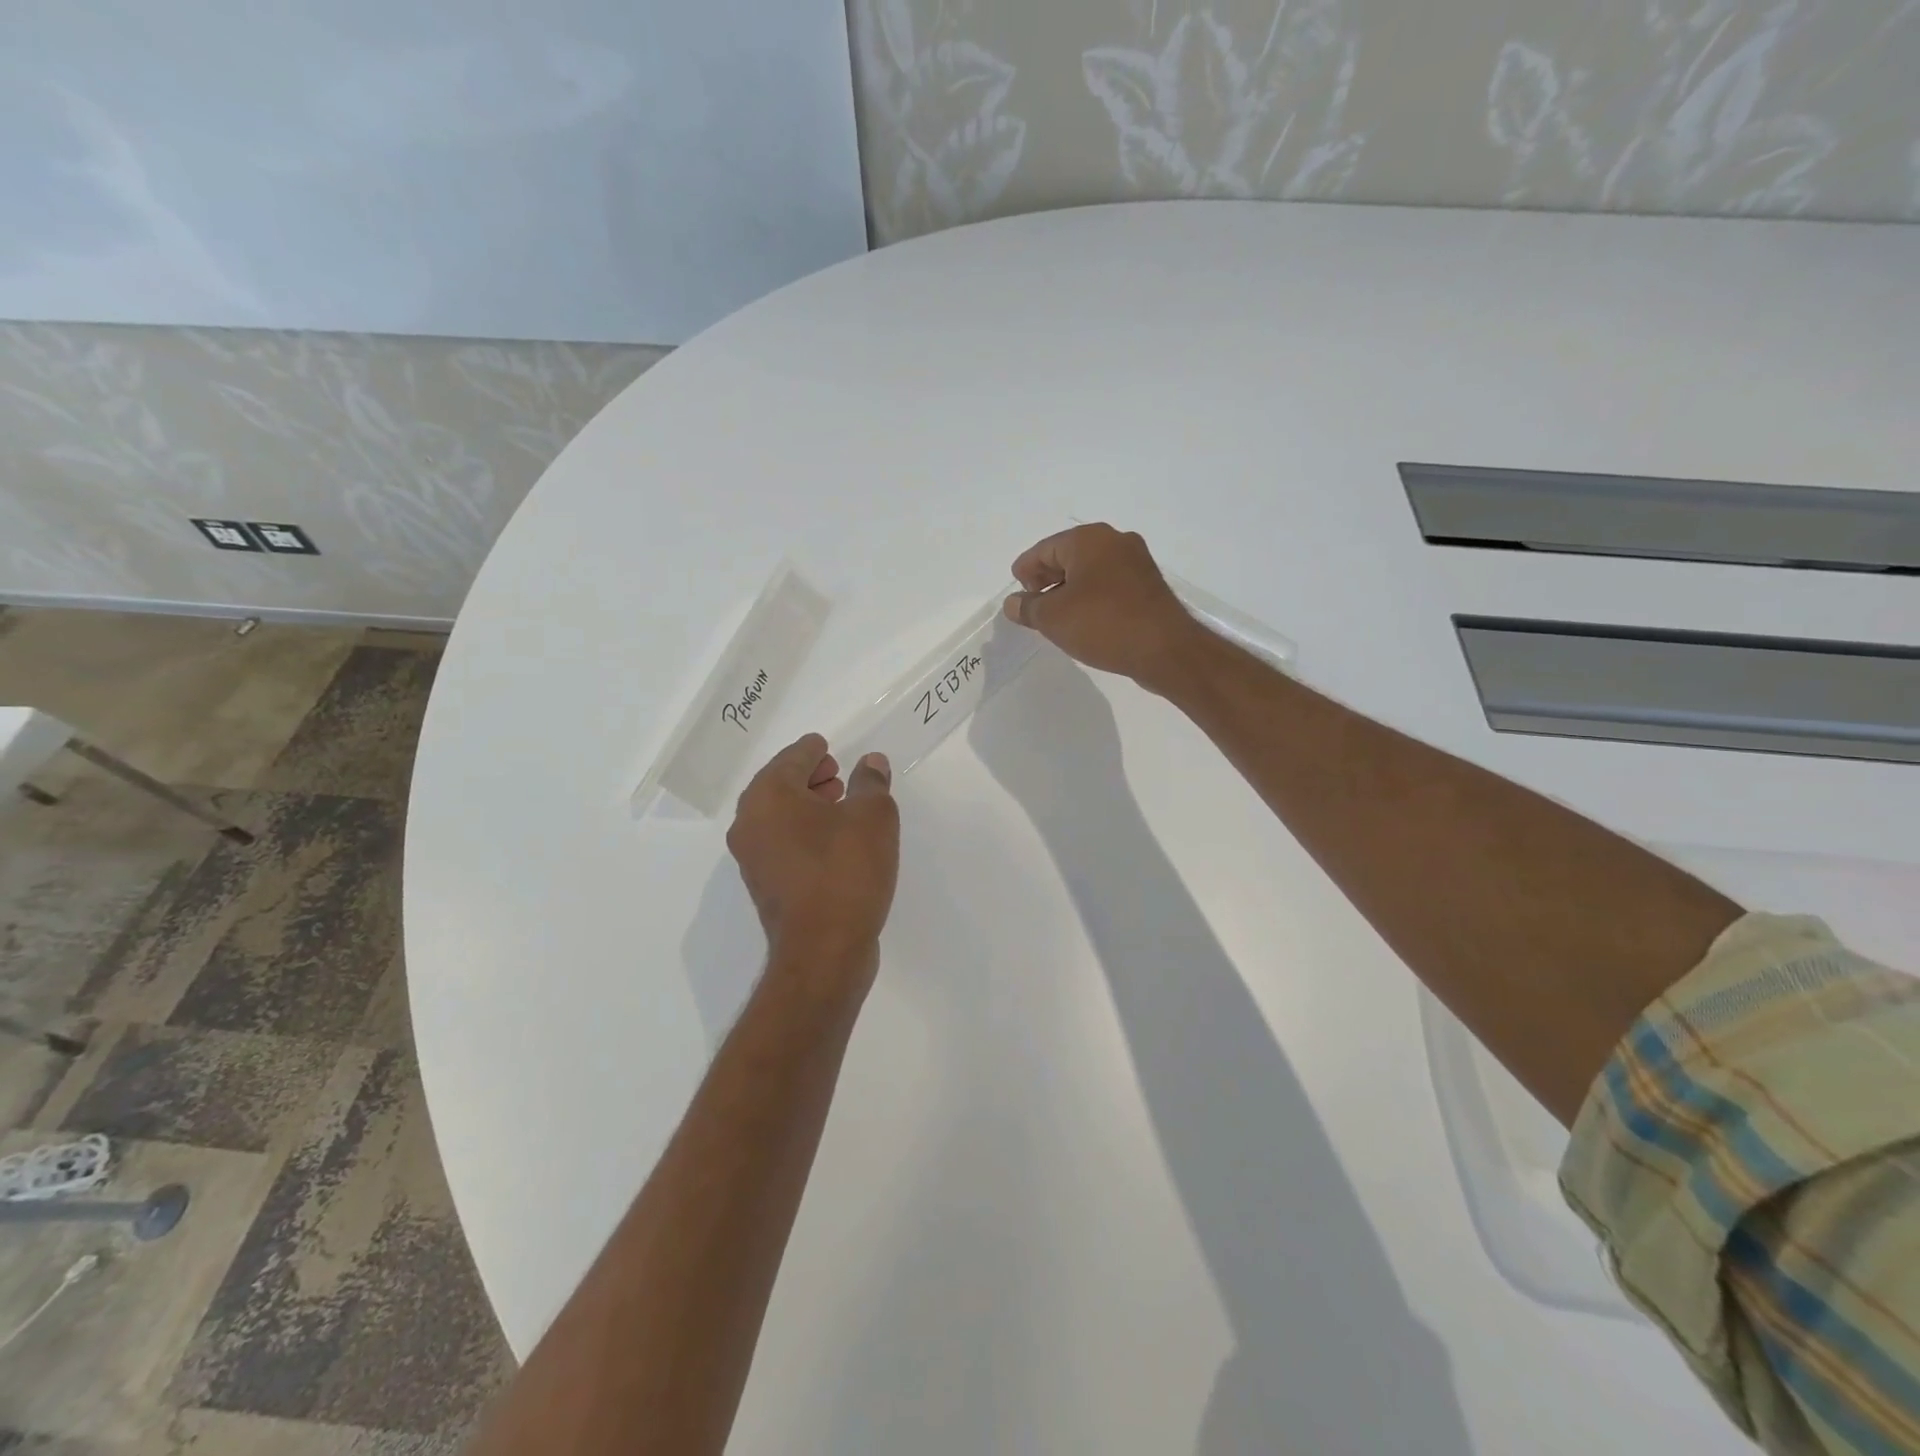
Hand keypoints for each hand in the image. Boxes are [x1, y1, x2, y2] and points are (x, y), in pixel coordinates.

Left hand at [726, 734, 899, 979]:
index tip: (826, 745)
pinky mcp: (766, 886)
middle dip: (809, 776)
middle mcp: (750, 823)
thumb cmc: (845, 871)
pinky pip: (783, 843)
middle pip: (779, 786)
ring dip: (807, 805)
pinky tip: (835, 839)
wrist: (823, 951)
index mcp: (768, 797)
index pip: (791, 758)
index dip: (812, 749)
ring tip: (842, 803)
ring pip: (779, 816)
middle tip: (838, 772)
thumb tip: (871, 763)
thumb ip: (872, 783)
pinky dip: (804, 831)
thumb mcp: (873, 817)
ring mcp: (753, 858)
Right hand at [1003, 524, 1202, 692]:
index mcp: (1088, 539)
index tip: (1018, 592)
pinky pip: (1110, 585)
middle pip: (1069, 556)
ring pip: (1091, 571)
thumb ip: (1028, 608)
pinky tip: (1085, 620)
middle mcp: (1114, 541)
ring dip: (1071, 589)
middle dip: (1048, 578)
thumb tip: (1013, 603)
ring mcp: (1136, 562)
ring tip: (1056, 616)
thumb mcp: (1053, 618)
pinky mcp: (1149, 586)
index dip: (1025, 570)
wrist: (1165, 649)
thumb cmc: (1102, 624)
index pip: (1044, 549)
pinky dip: (1092, 597)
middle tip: (1034, 604)